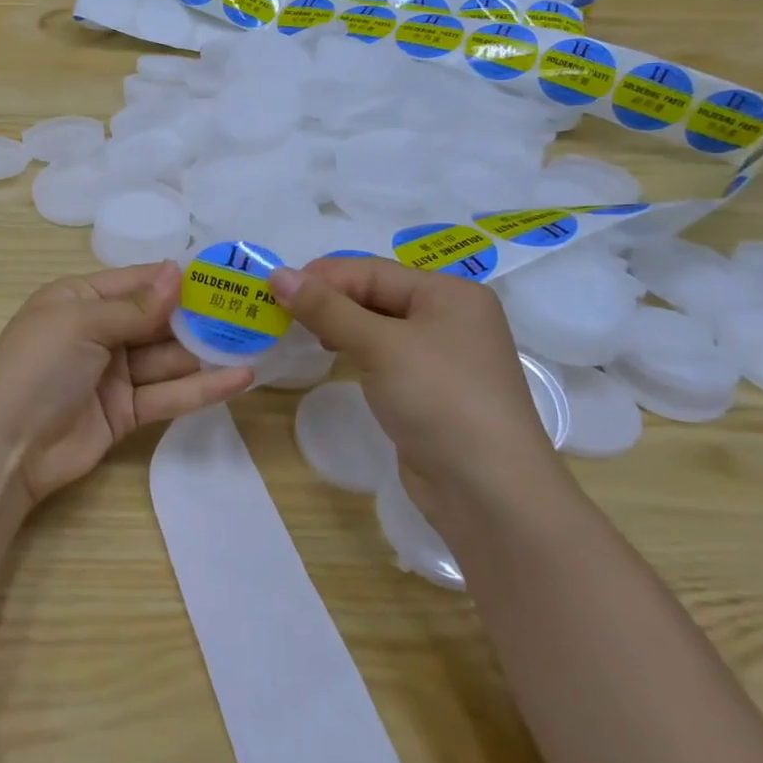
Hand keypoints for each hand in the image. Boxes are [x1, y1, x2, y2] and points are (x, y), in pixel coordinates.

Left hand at [0, 261, 252, 507]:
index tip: (224, 274)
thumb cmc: (38, 367)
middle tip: (251, 310)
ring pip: (167, 358)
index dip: (177, 279)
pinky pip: (168, 395)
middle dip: (200, 316)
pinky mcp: (126, 412)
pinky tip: (240, 379)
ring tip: (257, 341)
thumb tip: (178, 271)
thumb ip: (135, 306)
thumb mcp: (81, 323)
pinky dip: (201, 388)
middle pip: (157, 320)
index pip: (136, 281)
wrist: (6, 448)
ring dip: (208, 351)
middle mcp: (98, 332)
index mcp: (79, 299)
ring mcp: (113, 374)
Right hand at [271, 257, 558, 508]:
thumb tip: (278, 274)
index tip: (273, 289)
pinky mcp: (431, 389)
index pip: (372, 271)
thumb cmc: (439, 399)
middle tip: (280, 313)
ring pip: (378, 325)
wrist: (489, 491)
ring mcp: (443, 356)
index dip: (322, 277)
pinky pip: (385, 355)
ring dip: (339, 325)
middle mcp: (451, 317)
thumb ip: (327, 308)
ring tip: (300, 333)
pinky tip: (332, 357)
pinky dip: (356, 350)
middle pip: (377, 294)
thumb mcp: (380, 345)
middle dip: (329, 300)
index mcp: (449, 293)